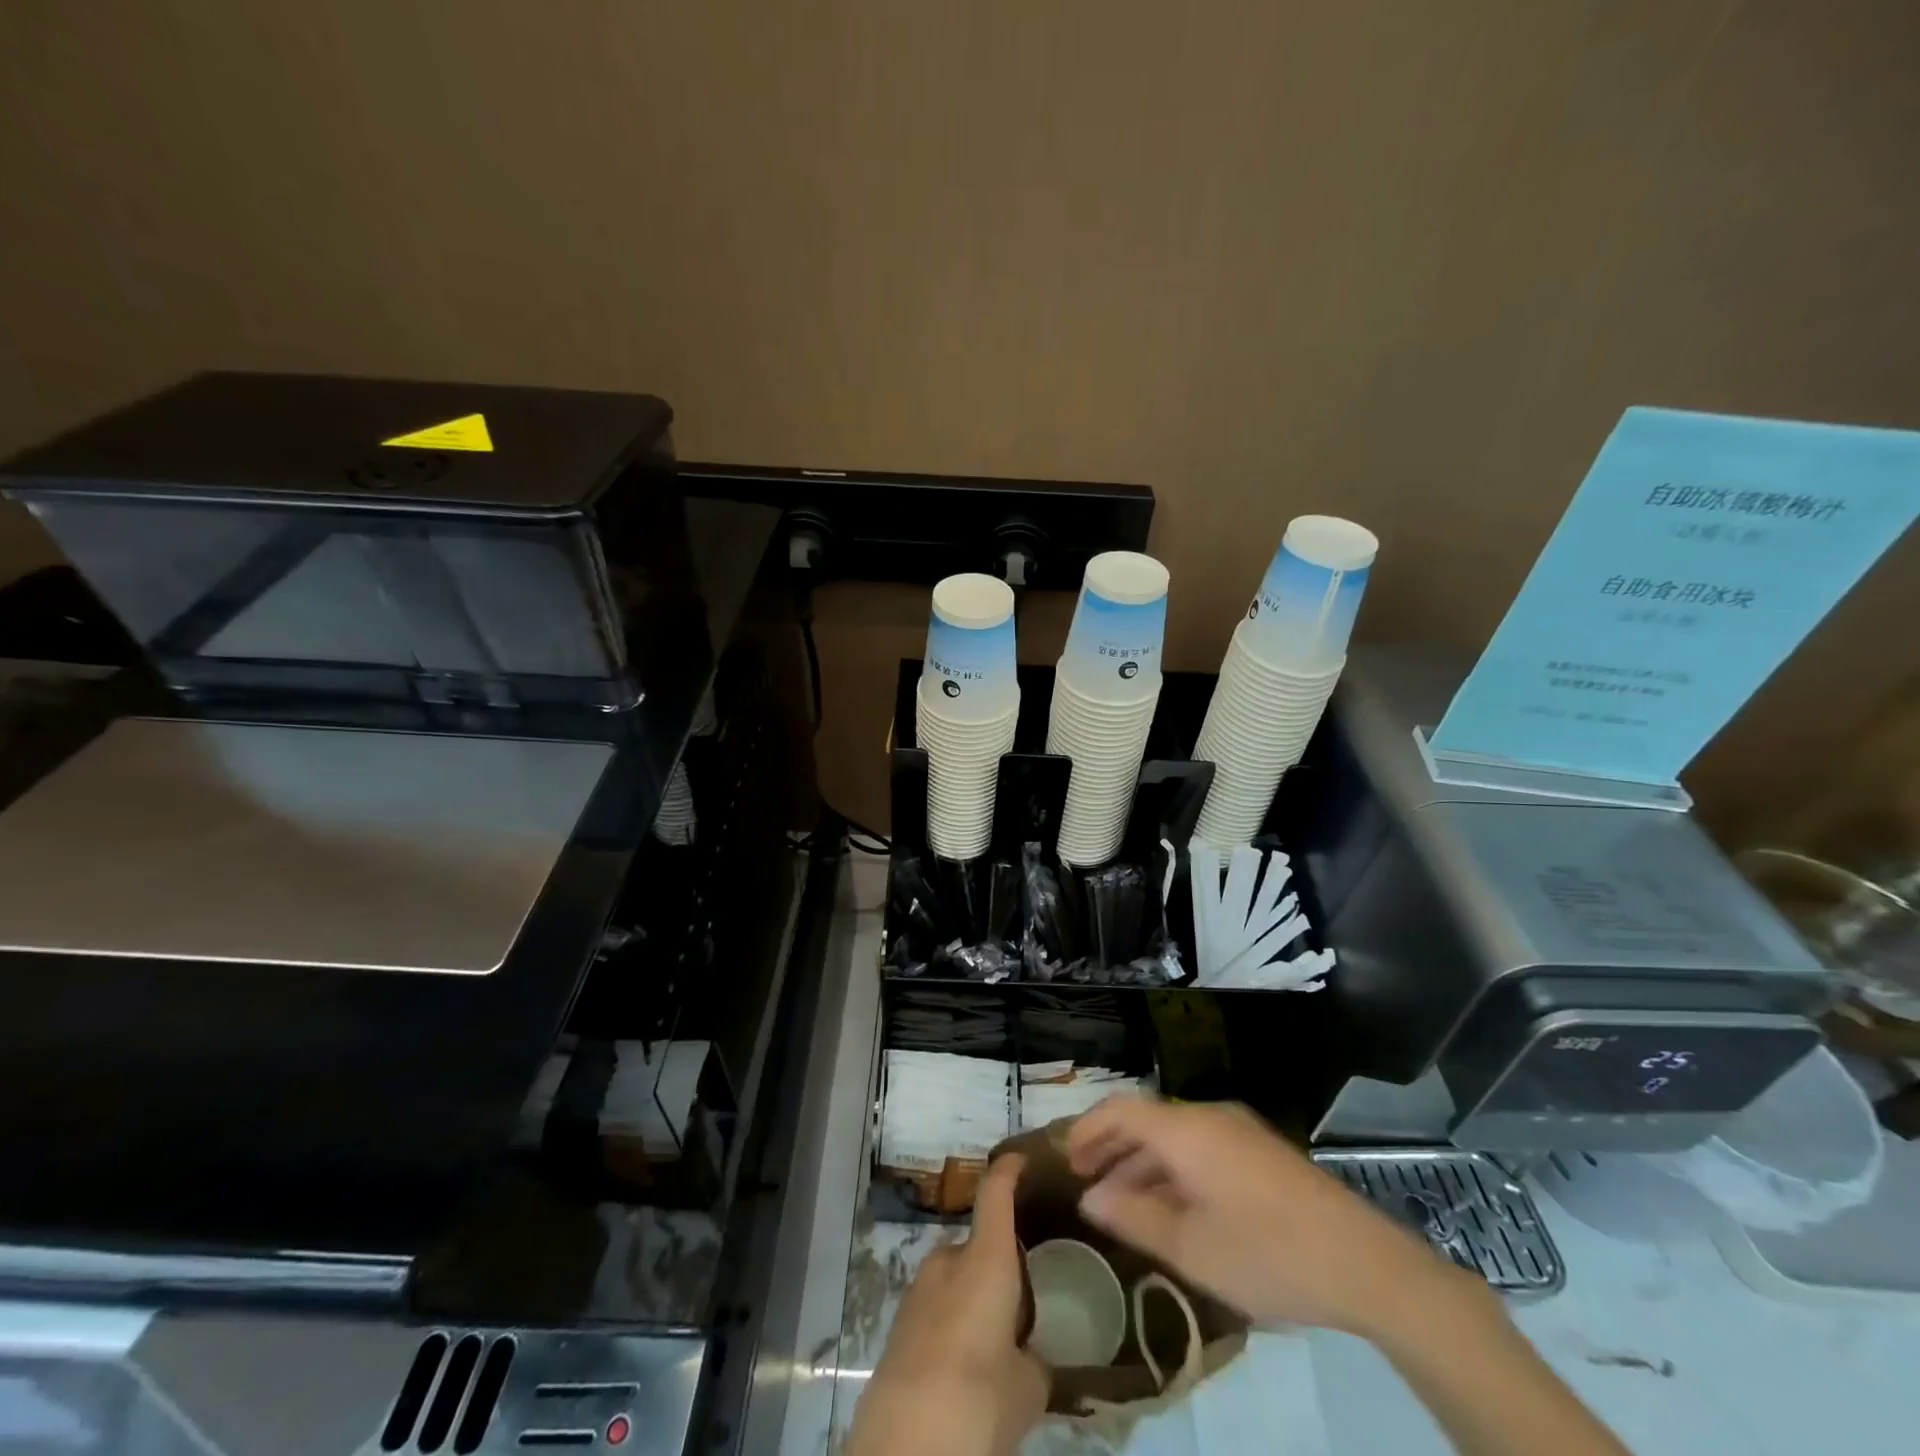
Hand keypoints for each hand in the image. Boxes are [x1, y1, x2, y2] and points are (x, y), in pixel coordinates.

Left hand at [847, 1154, 1047, 1455]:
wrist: (904, 1446)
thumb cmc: (979, 1399)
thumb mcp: (1029, 1387)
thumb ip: (1035, 1358)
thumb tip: (1030, 1356)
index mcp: (986, 1258)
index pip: (996, 1192)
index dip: (1009, 1170)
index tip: (1022, 1159)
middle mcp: (949, 1260)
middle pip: (979, 1243)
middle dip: (1000, 1265)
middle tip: (1024, 1302)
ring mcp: (918, 1290)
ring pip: (956, 1278)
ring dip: (975, 1296)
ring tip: (997, 1341)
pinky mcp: (899, 1324)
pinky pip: (937, 1307)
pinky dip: (954, 1322)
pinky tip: (966, 1366)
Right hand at [1067, 1096, 1484, 1338]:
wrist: (1365, 1264)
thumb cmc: (1266, 1253)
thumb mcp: (1191, 1248)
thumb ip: (1134, 1217)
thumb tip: (1091, 1198)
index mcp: (1186, 1129)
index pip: (1120, 1110)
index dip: (1087, 1130)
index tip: (1064, 1160)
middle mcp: (1208, 1117)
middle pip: (1145, 1120)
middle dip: (1111, 1147)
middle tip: (1084, 1181)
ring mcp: (1239, 1133)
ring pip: (1173, 1136)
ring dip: (1141, 1162)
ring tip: (1120, 1201)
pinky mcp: (1260, 1154)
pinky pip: (1200, 1149)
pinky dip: (1173, 1169)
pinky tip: (1170, 1207)